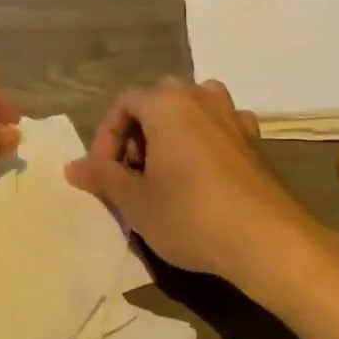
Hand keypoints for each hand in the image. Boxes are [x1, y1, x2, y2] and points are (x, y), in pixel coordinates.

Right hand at [65, 78, 338, 301]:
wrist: (266, 241)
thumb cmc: (190, 215)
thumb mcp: (136, 202)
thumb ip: (103, 177)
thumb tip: (72, 166)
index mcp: (167, 104)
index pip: (124, 103)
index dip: (106, 136)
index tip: (103, 173)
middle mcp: (200, 98)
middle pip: (157, 99)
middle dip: (138, 131)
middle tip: (132, 171)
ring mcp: (232, 116)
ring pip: (191, 107)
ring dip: (171, 130)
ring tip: (165, 168)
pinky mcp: (253, 140)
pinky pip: (219, 125)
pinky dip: (203, 138)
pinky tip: (202, 170)